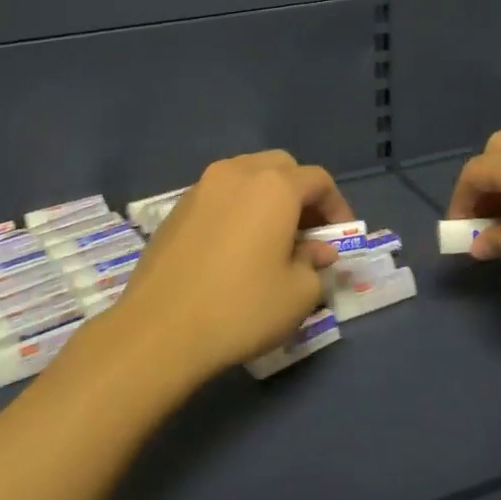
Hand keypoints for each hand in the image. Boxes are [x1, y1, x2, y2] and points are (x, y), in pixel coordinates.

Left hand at [109, 150, 353, 384]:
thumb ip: (315, 263)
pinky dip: (238, 209)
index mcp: (274, 186)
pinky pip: (220, 195)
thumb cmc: (241, 309)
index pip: (318, 180)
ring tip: (273, 238)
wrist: (159, 331)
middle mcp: (237, 173)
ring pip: (247, 176)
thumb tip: (316, 251)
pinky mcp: (176, 209)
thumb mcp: (298, 293)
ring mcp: (201, 188)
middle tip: (309, 233)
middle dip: (302, 194)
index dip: (337, 207)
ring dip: (268, 198)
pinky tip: (236, 247)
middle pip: (282, 168)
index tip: (341, 238)